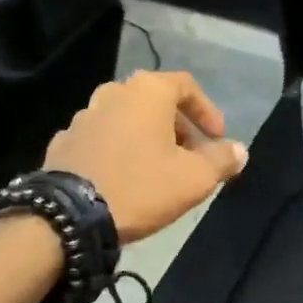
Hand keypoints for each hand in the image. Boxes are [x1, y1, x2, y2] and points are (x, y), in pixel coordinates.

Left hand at [44, 70, 248, 241]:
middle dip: (179, 128)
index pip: (186, 86)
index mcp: (147, 91)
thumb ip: (221, 159)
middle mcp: (113, 93)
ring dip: (147, 138)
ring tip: (159, 170)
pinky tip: (124, 179)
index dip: (207, 111)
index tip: (217, 139)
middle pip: (155, 103)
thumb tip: (239, 150)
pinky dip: (119, 151)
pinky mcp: (63, 142)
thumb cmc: (141, 186)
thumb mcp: (194, 178)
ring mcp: (83, 116)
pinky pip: (102, 139)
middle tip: (191, 158)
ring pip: (126, 120)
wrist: (68, 216)